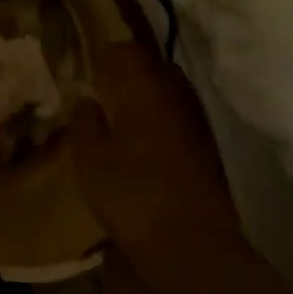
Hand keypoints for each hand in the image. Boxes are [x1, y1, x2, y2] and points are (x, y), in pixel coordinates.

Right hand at [66, 42, 237, 248]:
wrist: (192, 243)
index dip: (105, 56)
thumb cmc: (131, 193)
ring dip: (146, 97)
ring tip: (121, 118)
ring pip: (168, 91)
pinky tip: (144, 143)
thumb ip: (84, 120)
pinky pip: (178, 115)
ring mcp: (196, 119)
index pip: (126, 50)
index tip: (88, 72)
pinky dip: (160, 119)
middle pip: (151, 66)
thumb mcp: (89, 158)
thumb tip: (87, 99)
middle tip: (102, 93)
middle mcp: (175, 93)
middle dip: (127, 73)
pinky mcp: (207, 145)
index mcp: (144, 87)